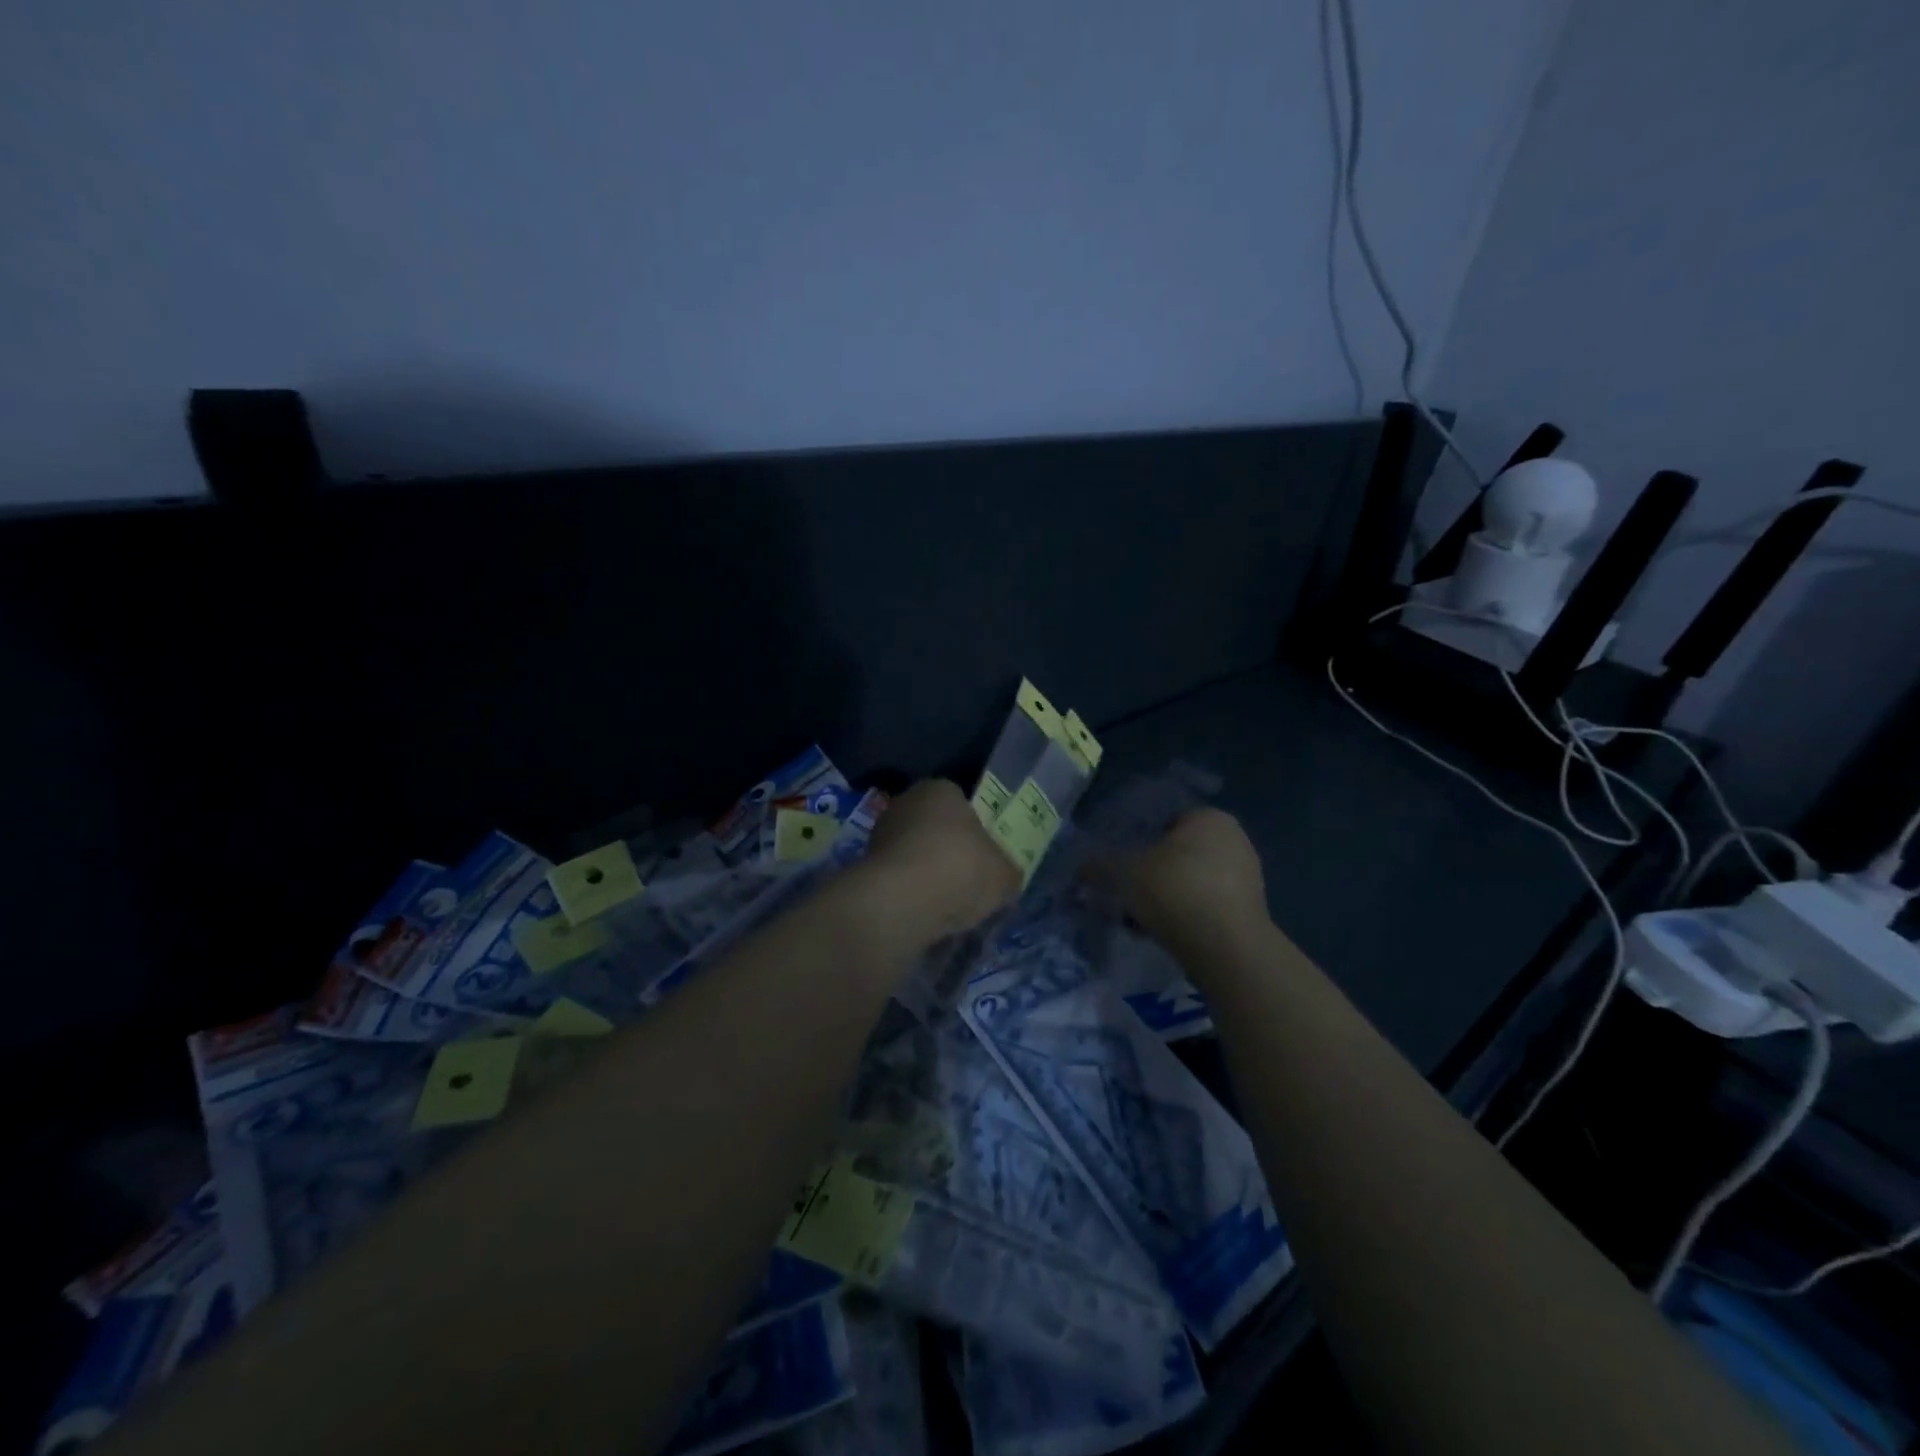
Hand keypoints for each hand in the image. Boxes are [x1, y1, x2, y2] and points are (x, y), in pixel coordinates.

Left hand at [860, 779, 1021, 941]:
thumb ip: (1006, 871)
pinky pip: (898, 879)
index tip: (983, 858)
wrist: (902, 901)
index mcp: (941, 789)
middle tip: (967, 883)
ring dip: (927, 875)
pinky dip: (910, 894)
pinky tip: (924, 914)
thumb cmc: (960, 869)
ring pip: (913, 855)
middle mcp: (906, 802)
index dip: (975, 832)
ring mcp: (880, 834)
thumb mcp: (1004, 874)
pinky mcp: (865, 867)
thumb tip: (1004, 878)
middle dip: (948, 853)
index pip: (961, 804)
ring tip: (946, 906)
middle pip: (934, 828)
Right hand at [1093, 808, 1269, 964]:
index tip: (1122, 865)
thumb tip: (1081, 867)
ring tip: (1141, 919)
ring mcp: (1247, 876)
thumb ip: (1100, 865)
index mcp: (1209, 817)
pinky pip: (1206, 906)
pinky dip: (1185, 915)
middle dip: (1152, 872)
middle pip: (1178, 853)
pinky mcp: (1249, 911)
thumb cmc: (1175, 890)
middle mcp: (1234, 839)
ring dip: (1166, 897)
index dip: (1139, 841)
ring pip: (1190, 881)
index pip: (1165, 820)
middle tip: (1128, 892)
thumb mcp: (1123, 873)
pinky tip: (1164, 934)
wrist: (1226, 948)